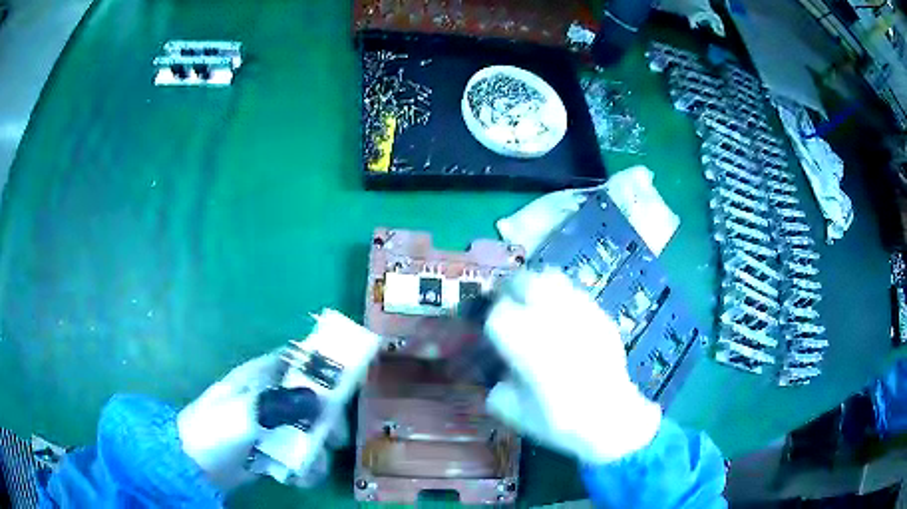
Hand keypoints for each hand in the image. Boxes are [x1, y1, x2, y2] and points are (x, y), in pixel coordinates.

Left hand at [176, 352, 347, 491]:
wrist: (194, 464)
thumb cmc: (215, 429)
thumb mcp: (246, 412)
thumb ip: (282, 404)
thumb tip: (321, 401)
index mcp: (261, 376)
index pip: (298, 358)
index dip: (323, 365)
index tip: (346, 384)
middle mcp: (270, 397)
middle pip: (311, 399)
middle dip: (326, 421)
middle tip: (334, 440)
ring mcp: (271, 425)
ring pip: (308, 430)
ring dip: (316, 452)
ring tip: (309, 469)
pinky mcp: (271, 449)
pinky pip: (298, 454)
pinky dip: (304, 467)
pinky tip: (298, 479)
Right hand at [483, 269, 661, 464]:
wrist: (610, 418)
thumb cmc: (555, 418)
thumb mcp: (511, 410)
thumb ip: (497, 387)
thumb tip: (504, 373)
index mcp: (520, 337)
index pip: (497, 312)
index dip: (493, 321)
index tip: (494, 334)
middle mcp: (547, 314)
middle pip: (524, 281)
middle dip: (513, 290)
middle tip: (511, 306)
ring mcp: (578, 311)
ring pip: (552, 279)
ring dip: (539, 288)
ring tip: (538, 305)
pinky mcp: (600, 315)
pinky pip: (577, 295)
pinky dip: (565, 301)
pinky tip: (567, 321)